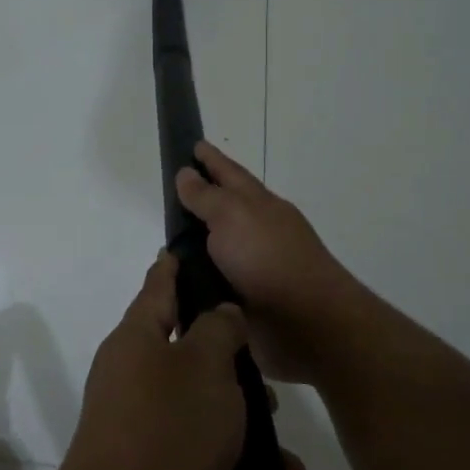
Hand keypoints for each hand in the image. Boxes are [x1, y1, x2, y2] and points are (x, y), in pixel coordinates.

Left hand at [58, 254, 249, 469]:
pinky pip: (199, 452)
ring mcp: (136, 425)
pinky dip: (234, 461)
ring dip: (239, 419)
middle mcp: (130, 376)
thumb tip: (220, 312)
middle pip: (182, 351)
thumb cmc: (167, 429)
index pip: (157, 288)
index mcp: (136, 339)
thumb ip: (218, 331)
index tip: (179, 249)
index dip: (172, 268)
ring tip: (282, 442)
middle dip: (226, 360)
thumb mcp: (205, 366)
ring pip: (198, 406)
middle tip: (263, 368)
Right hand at [175, 142, 365, 383]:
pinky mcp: (245, 305)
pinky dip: (195, 285)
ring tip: (161, 251)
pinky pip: (211, 288)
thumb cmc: (269, 259)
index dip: (211, 159)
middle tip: (166, 199)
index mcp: (258, 206)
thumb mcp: (233, 215)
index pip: (229, 173)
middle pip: (223, 213)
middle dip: (198, 205)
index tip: (193, 145)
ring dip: (193, 252)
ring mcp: (252, 270)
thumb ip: (206, 197)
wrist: (307, 325)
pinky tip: (173, 289)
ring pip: (215, 253)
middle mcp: (256, 234)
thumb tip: (186, 173)